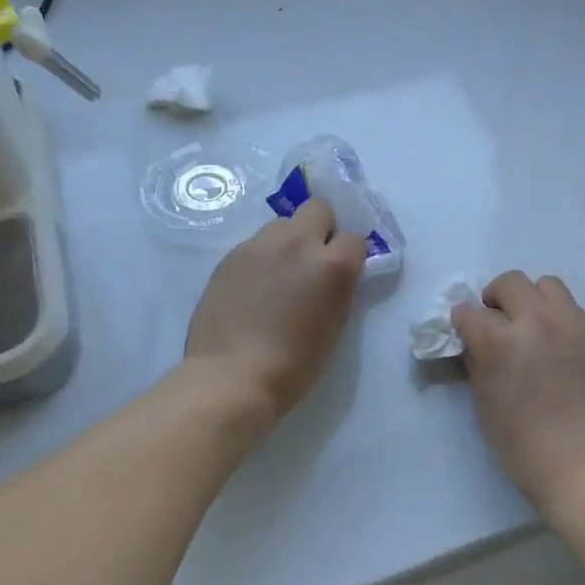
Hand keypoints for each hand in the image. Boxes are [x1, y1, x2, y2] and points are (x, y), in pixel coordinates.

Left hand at [185, 197, 367, 421]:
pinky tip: (253, 287)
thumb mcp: (334, 325)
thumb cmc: (294, 365)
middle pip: (318, 208)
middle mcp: (299, 243)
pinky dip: (261, 258)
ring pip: (282, 223)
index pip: (354, 238)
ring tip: (278, 273)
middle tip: (312, 259)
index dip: (349, 254)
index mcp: (332, 265)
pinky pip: (255, 244)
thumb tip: (332, 275)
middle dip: (321, 228)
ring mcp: (260, 246)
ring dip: (288, 240)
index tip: (342, 272)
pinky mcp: (230, 255)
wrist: (233, 376)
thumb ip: (338, 289)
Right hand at [452, 272, 584, 513]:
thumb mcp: (486, 406)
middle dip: (496, 299)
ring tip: (533, 327)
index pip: (468, 311)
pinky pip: (574, 310)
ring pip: (548, 285)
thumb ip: (477, 364)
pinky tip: (560, 348)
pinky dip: (559, 319)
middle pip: (510, 282)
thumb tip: (474, 343)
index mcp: (500, 341)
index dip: (462, 322)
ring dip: (532, 300)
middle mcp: (536, 321)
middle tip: (498, 323)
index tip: (465, 333)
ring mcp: (573, 325)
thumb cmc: (526, 448)